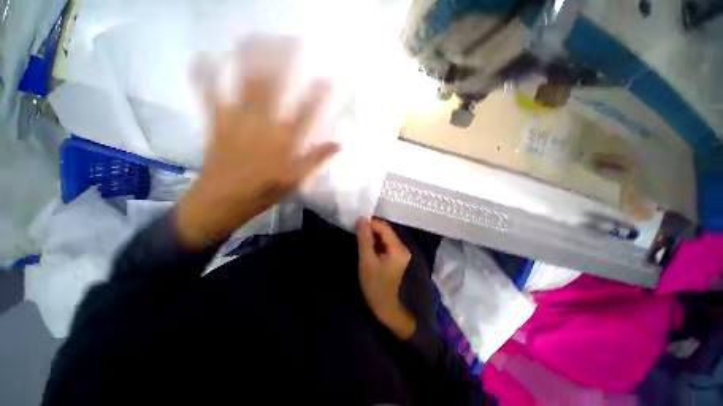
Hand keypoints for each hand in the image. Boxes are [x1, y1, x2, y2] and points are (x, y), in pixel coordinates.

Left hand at [177, 37, 339, 247]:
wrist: (224, 200)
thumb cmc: (265, 191)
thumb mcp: (297, 179)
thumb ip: (317, 159)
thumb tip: (340, 144)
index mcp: (285, 142)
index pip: (307, 112)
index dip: (319, 94)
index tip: (329, 77)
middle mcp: (263, 125)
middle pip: (276, 87)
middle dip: (285, 61)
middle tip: (294, 40)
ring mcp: (237, 120)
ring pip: (245, 83)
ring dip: (251, 57)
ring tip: (258, 36)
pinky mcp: (216, 122)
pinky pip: (209, 94)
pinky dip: (206, 74)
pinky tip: (205, 55)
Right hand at [356, 218, 415, 339]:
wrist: (385, 306)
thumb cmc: (374, 286)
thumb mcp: (366, 261)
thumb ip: (364, 239)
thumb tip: (362, 219)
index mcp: (398, 249)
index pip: (384, 227)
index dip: (370, 223)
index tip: (356, 225)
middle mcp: (403, 247)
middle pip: (385, 231)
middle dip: (371, 229)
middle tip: (356, 232)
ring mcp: (401, 251)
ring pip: (384, 236)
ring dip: (372, 235)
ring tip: (360, 239)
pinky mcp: (397, 255)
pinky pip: (385, 242)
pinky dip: (375, 242)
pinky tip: (367, 246)